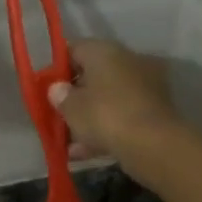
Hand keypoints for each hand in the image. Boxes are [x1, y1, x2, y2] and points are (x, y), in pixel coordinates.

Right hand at [47, 38, 183, 181]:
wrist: (152, 143)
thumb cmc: (105, 116)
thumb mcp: (72, 108)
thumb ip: (60, 97)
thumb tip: (57, 89)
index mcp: (105, 51)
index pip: (75, 49)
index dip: (58, 68)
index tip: (47, 88)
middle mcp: (128, 61)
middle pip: (93, 76)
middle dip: (76, 97)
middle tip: (58, 116)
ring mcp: (144, 85)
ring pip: (108, 99)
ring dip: (89, 118)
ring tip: (70, 143)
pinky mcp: (154, 110)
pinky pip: (122, 116)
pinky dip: (106, 130)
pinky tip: (86, 152)